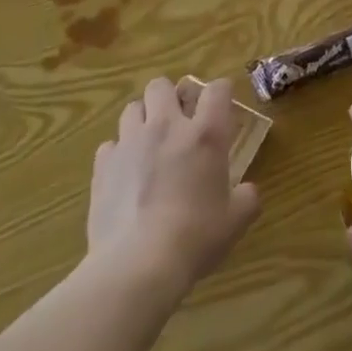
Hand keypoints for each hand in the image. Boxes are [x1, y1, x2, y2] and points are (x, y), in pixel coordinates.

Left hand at [88, 76, 260, 297]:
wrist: (137, 265)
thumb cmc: (195, 238)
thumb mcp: (235, 221)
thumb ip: (247, 199)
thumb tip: (248, 191)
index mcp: (205, 134)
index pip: (216, 89)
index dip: (221, 92)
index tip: (222, 106)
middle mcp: (166, 126)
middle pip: (162, 85)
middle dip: (170, 97)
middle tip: (178, 122)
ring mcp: (130, 143)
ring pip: (132, 108)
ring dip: (142, 119)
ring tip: (149, 144)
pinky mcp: (103, 166)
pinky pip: (110, 145)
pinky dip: (119, 153)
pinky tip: (125, 174)